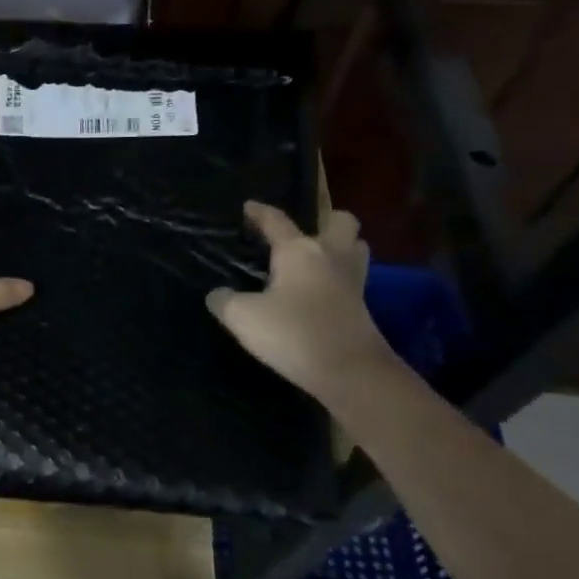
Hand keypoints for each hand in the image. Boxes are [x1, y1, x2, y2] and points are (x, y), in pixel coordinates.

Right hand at [205, 202, 390, 400]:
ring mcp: (351, 281)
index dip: (260, 212)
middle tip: (303, 235)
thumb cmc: (293, 333)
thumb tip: (217, 294)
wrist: (349, 371)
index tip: (249, 206)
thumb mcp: (243, 317)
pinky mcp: (362, 306)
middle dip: (325, 221)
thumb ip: (224, 301)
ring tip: (316, 260)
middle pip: (341, 222)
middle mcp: (330, 256)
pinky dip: (338, 279)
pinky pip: (352, 279)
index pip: (276, 221)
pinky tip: (319, 292)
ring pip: (355, 248)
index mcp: (299, 250)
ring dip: (339, 248)